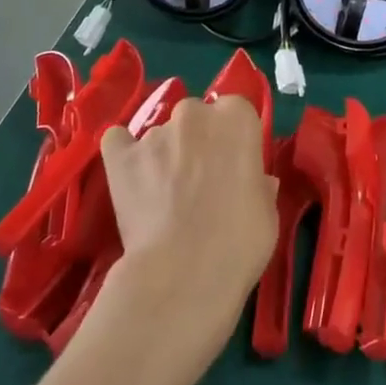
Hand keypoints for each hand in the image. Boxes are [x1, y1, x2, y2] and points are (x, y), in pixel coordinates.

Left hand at [98, 94, 276, 372]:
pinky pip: (118, 141)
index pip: (235, 110)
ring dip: (164, 154)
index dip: (232, 137)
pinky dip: (123, 153)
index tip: (232, 163)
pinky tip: (129, 175)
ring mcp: (154, 132)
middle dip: (197, 140)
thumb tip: (254, 181)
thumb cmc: (239, 242)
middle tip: (199, 179)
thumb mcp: (267, 212)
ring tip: (162, 195)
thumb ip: (258, 183)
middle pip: (196, 115)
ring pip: (160, 133)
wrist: (183, 274)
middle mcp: (195, 114)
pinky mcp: (120, 156)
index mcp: (237, 118)